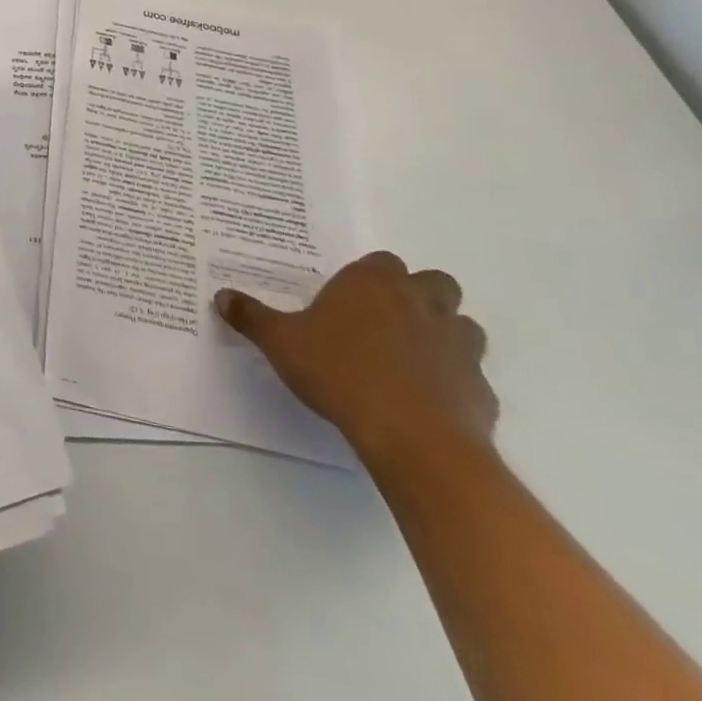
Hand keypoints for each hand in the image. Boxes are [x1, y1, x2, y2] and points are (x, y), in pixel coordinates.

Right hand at [215, 251, 495, 465]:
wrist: (414, 438)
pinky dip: (454, 385)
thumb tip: (221, 296)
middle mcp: (421, 303)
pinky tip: (427, 404)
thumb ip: (252, 317)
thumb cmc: (340, 373)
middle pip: (435, 284)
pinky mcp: (480, 391)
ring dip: (444, 336)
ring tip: (411, 361)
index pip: (381, 261)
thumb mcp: (280, 342)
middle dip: (420, 297)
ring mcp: (458, 346)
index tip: (348, 300)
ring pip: (463, 327)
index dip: (369, 278)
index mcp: (374, 283)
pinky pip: (470, 378)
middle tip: (387, 322)